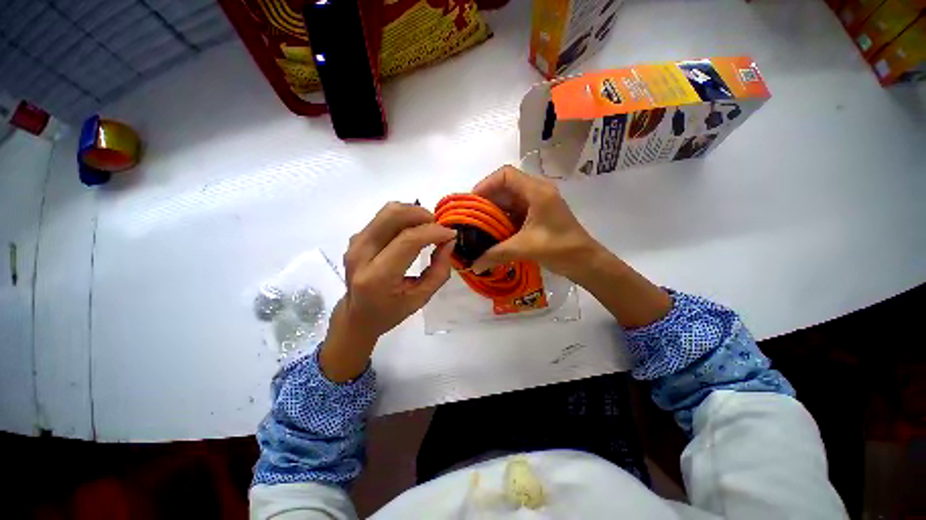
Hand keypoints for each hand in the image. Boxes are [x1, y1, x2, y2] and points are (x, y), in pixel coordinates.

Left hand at [321, 202, 455, 381]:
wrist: (357, 315)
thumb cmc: (391, 311)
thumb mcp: (421, 298)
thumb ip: (439, 270)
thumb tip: (449, 241)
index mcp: (377, 276)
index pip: (407, 240)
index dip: (433, 232)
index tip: (451, 234)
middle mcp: (361, 253)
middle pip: (393, 215)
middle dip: (423, 215)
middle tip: (438, 228)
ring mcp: (355, 242)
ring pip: (388, 210)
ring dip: (414, 213)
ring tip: (427, 229)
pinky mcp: (356, 236)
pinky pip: (384, 216)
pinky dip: (404, 218)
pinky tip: (412, 232)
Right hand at [470, 165, 600, 280]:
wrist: (586, 261)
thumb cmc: (560, 248)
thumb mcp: (525, 248)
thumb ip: (496, 255)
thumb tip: (473, 266)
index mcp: (537, 191)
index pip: (505, 175)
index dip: (486, 184)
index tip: (472, 203)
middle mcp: (537, 193)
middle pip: (505, 187)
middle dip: (486, 201)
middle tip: (471, 217)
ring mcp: (537, 205)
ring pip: (509, 201)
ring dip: (494, 212)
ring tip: (477, 226)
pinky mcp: (537, 216)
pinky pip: (514, 213)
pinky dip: (502, 220)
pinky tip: (492, 233)